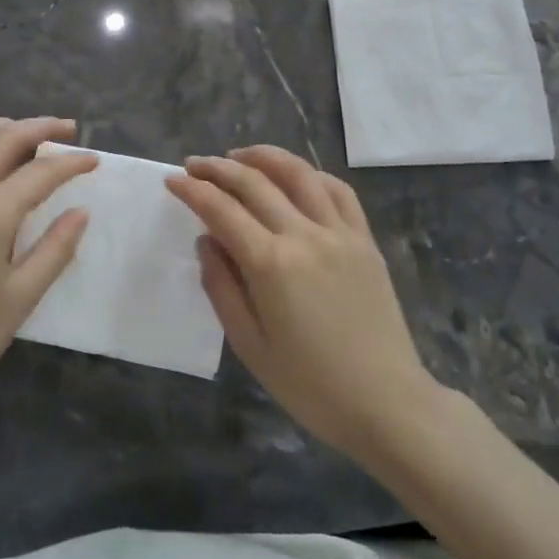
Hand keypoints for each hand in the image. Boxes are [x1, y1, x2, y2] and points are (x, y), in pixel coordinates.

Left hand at [0, 117, 95, 426]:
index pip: (39, 171)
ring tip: (28, 133)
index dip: (70, 162)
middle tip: (67, 128)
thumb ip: (55, 248)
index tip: (93, 159)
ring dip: (1, 128)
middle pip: (1, 138)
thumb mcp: (21, 298)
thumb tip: (81, 211)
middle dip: (39, 127)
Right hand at [166, 145, 436, 460]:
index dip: (192, 190)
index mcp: (271, 264)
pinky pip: (338, 191)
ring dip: (263, 157)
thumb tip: (206, 241)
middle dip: (218, 168)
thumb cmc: (310, 384)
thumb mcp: (249, 345)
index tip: (172, 180)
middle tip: (194, 165)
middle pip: (254, 183)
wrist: (386, 402)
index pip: (221, 210)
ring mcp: (339, 233)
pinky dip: (311, 174)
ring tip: (239, 156)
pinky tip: (295, 176)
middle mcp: (304, 236)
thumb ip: (221, 287)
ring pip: (298, 174)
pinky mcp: (364, 240)